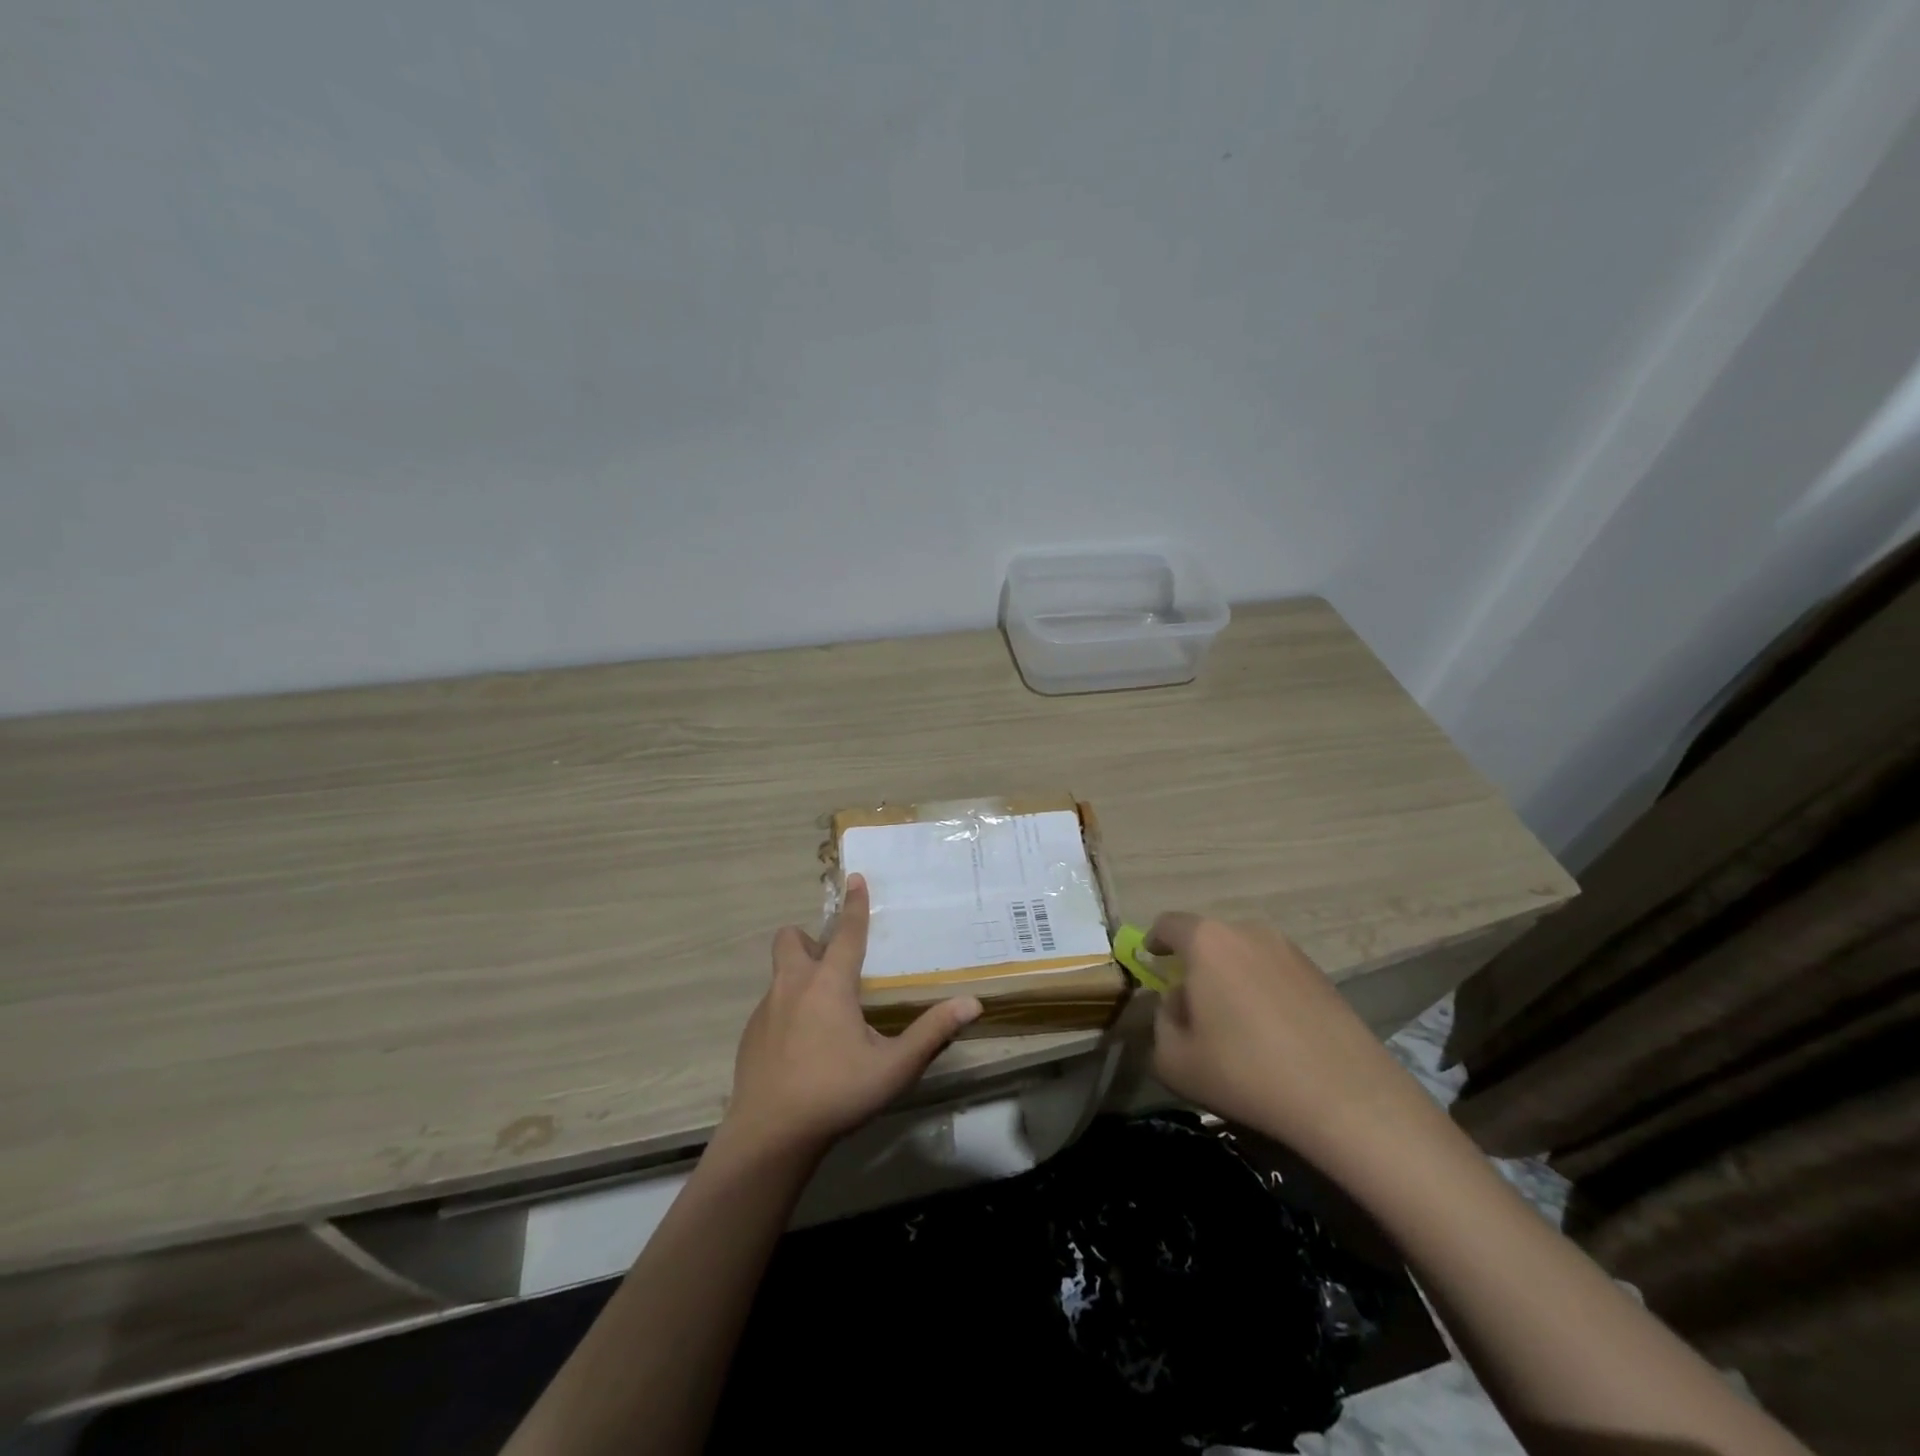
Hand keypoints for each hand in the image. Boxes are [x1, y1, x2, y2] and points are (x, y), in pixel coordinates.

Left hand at [721, 875, 982, 1157]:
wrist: (769, 1137)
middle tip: (834, 964)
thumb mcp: (893, 1067)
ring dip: (800, 975)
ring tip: (825, 1011)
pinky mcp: (750, 1035)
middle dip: (811, 939)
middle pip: (791, 939)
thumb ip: (932, 1033)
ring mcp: (766, 1010)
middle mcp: (793, 986)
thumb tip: (972, 1003)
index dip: (855, 904)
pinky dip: (788, 1009)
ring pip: (780, 973)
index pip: (847, 933)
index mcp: (829, 985)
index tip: (856, 877)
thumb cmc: (836, 1094)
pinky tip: (803, 1046)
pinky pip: (772, 1005)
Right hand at [1147, 914, 1439, 1169]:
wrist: (1348, 1099)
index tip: (1150, 960)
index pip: (1168, 924)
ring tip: (1234, 1024)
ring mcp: (1291, 951)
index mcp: (1207, 941)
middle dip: (1194, 966)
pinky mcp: (1322, 976)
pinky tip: (1271, 1034)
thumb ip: (1161, 1023)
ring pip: (1244, 956)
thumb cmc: (1246, 1072)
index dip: (1153, 940)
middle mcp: (1249, 932)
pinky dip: (1263, 992)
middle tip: (1191, 1006)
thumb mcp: (1174, 1060)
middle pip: (1208, 940)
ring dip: (1230, 979)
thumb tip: (1178, 1005)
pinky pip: (1275, 973)